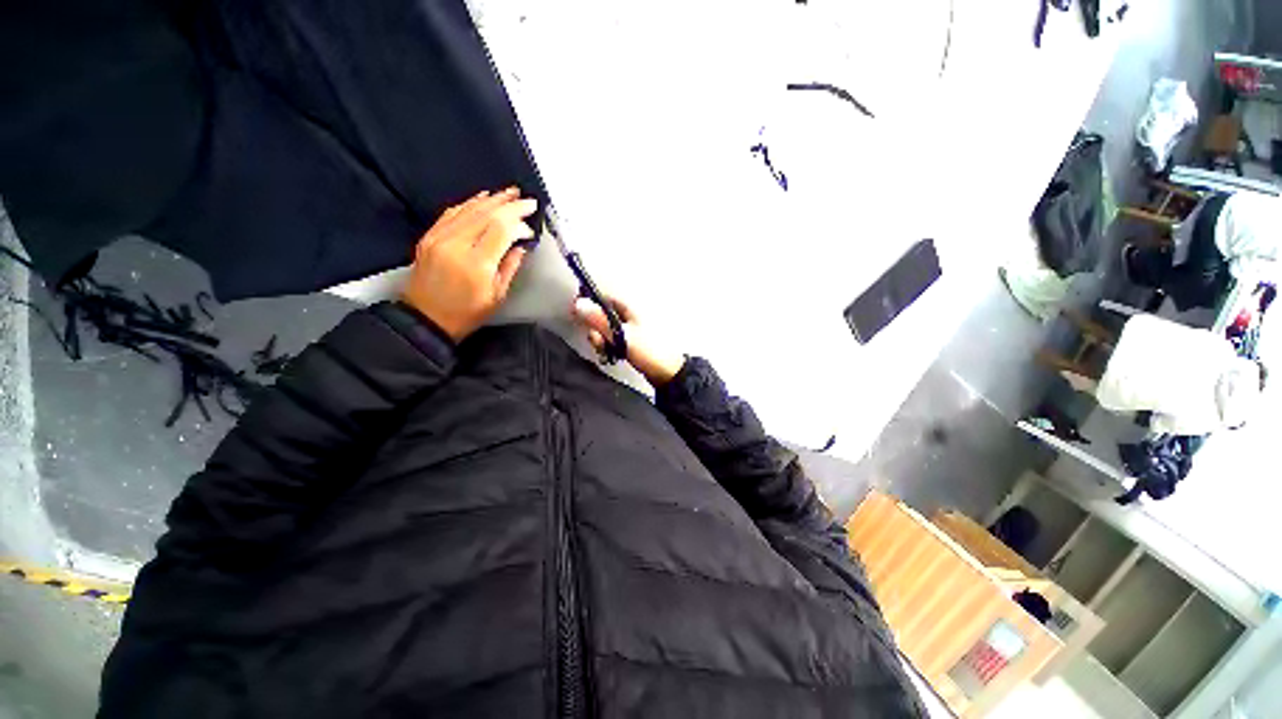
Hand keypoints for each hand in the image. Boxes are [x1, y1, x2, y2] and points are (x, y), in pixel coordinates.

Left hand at [400, 188, 536, 340]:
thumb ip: (510, 267)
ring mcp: (439, 238)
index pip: (501, 230)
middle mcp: (456, 245)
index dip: (518, 222)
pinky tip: (482, 198)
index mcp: (477, 264)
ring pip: (468, 209)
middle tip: (526, 199)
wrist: (426, 318)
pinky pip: (451, 213)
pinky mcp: (429, 236)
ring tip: (509, 193)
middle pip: (486, 214)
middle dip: (509, 204)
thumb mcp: (497, 295)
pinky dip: (469, 203)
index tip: (531, 224)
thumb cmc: (467, 312)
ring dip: (491, 199)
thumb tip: (521, 245)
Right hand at [571, 293, 685, 386]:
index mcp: (632, 305)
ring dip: (602, 339)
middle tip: (598, 342)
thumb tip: (578, 304)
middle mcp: (632, 312)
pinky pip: (616, 338)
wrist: (670, 373)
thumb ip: (600, 321)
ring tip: (606, 351)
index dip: (589, 304)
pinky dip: (611, 345)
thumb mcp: (622, 336)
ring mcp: (634, 327)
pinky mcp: (634, 340)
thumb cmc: (649, 351)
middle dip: (596, 327)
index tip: (576, 316)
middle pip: (604, 313)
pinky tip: (612, 355)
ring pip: (608, 328)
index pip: (604, 296)